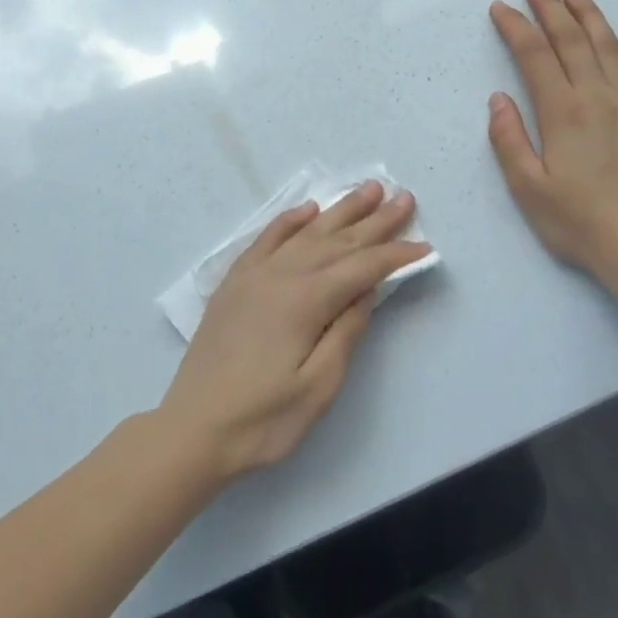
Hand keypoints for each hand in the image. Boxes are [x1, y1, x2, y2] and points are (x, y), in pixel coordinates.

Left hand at [158, 182, 430, 481]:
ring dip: (340, 210)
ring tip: (367, 189)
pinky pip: (267, 238)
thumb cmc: (263, 418)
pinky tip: (307, 209)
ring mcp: (255, 274)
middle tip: (404, 196)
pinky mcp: (235, 281)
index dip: (395, 255)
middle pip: (338, 240)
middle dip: (375, 220)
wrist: (193, 428)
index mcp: (306, 300)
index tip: (424, 244)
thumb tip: (367, 290)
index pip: (362, 268)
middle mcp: (282, 275)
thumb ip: (345, 332)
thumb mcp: (318, 387)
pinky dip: (290, 220)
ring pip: (307, 232)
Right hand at [487, 0, 617, 279]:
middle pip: (571, 41)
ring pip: (610, 48)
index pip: (534, 55)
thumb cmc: (579, 221)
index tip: (500, 8)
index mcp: (562, 112)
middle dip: (549, 8)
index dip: (516, 27)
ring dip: (590, 16)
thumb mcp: (528, 188)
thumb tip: (499, 98)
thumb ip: (509, 140)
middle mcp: (597, 98)